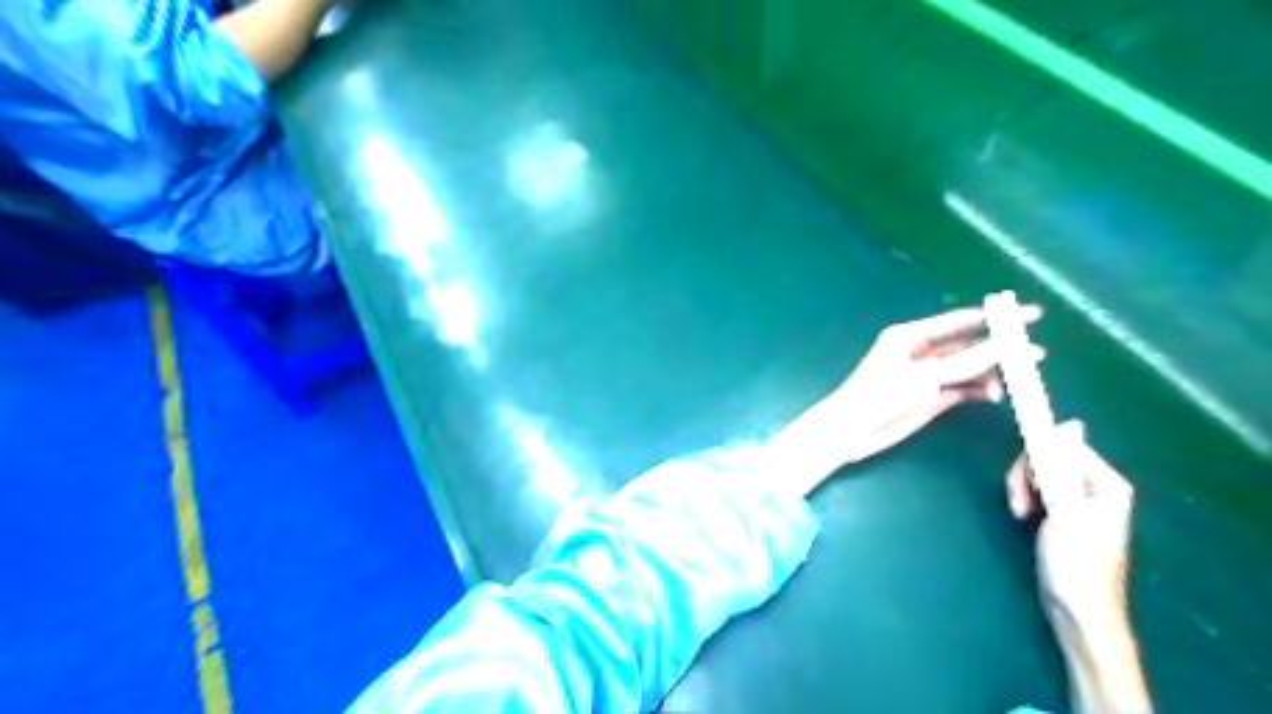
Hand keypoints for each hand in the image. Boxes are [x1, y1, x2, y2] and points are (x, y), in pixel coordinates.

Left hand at [827, 305, 1042, 466]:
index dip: (995, 318)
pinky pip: (963, 389)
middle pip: (969, 344)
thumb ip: (964, 363)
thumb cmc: (879, 395)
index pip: (960, 320)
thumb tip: (1005, 347)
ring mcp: (927, 376)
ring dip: (991, 374)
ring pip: (969, 368)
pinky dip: (979, 391)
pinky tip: (993, 396)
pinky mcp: (931, 397)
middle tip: (1035, 355)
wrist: (852, 430)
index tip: (1031, 315)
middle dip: (999, 348)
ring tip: (1013, 383)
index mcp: (911, 335)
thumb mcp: (922, 376)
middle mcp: (922, 352)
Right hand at [1010, 422, 1160, 711]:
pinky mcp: (1063, 513)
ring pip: (1038, 474)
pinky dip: (1025, 498)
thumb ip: (1065, 467)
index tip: (1023, 478)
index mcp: (1106, 483)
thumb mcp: (1067, 511)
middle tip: (1020, 502)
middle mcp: (1094, 487)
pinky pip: (1038, 489)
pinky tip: (1022, 515)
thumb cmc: (1075, 563)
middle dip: (1026, 476)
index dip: (1038, 458)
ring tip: (1019, 512)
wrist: (1077, 611)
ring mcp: (1078, 500)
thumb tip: (1069, 424)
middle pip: (1048, 459)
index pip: (1063, 448)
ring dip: (1022, 489)